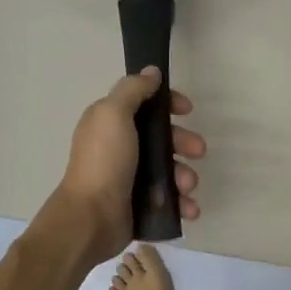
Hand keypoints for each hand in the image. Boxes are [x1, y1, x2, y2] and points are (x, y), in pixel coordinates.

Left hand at [52, 68, 205, 264]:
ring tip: (187, 187)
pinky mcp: (140, 205)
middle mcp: (121, 147)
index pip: (145, 105)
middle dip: (184, 143)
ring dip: (186, 176)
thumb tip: (151, 71)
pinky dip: (183, 204)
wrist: (92, 218)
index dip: (168, 104)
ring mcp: (131, 178)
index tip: (187, 110)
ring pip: (170, 170)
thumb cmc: (104, 162)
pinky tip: (189, 209)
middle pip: (162, 138)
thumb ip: (133, 90)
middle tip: (198, 151)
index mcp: (111, 123)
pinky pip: (170, 200)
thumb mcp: (113, 115)